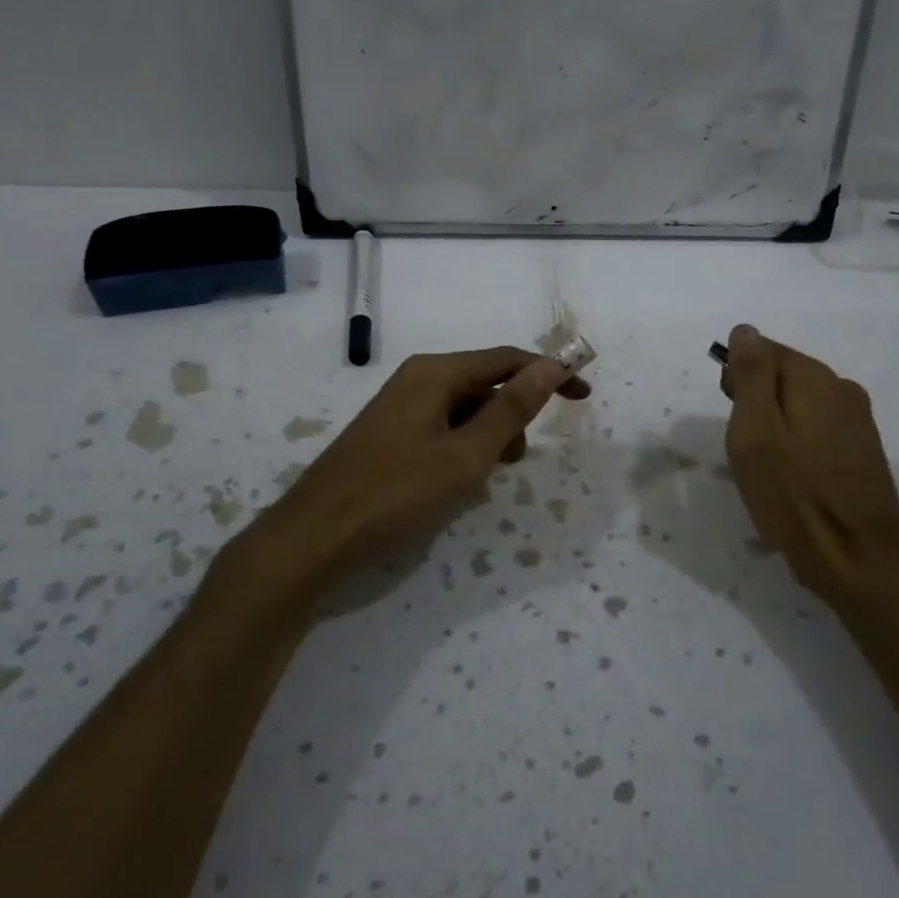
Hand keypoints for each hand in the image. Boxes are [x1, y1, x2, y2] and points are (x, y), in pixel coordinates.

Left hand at [261, 347, 589, 593]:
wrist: (313, 538)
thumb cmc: (395, 494)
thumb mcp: (465, 454)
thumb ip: (512, 409)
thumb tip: (553, 365)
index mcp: (435, 373)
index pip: (507, 360)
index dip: (549, 374)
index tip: (584, 396)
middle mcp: (417, 379)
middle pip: (485, 384)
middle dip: (511, 417)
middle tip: (512, 462)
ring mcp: (400, 408)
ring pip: (465, 411)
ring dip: (487, 438)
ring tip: (480, 480)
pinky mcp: (390, 435)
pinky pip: (442, 430)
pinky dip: (461, 450)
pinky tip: (454, 484)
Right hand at [721, 324, 898, 616]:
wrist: (859, 560)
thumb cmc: (794, 495)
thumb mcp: (755, 432)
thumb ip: (750, 376)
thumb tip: (745, 330)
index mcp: (816, 380)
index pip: (766, 350)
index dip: (738, 376)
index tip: (727, 410)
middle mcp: (844, 390)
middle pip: (785, 376)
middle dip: (755, 400)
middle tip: (742, 446)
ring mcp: (859, 422)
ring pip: (801, 405)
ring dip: (774, 424)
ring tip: (762, 466)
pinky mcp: (863, 452)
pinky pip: (817, 430)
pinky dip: (796, 444)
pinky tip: (789, 477)